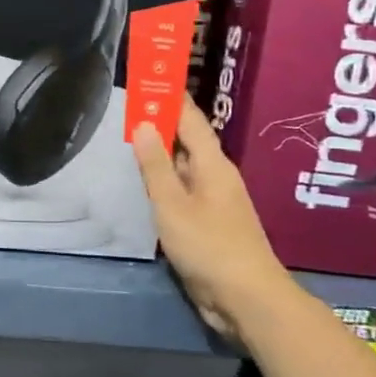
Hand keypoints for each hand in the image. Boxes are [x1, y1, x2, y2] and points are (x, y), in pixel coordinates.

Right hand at [132, 99, 295, 339]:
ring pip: (182, 167)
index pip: (190, 119)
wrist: (247, 299)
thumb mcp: (172, 204)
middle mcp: (215, 176)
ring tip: (129, 138)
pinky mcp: (208, 225)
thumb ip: (155, 165)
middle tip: (128, 106)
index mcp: (212, 164)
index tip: (150, 76)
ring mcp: (213, 202)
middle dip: (160, 122)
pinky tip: (143, 185)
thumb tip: (143, 123)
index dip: (169, 97)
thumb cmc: (209, 246)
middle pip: (186, 141)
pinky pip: (181, 192)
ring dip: (160, 153)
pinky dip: (162, 181)